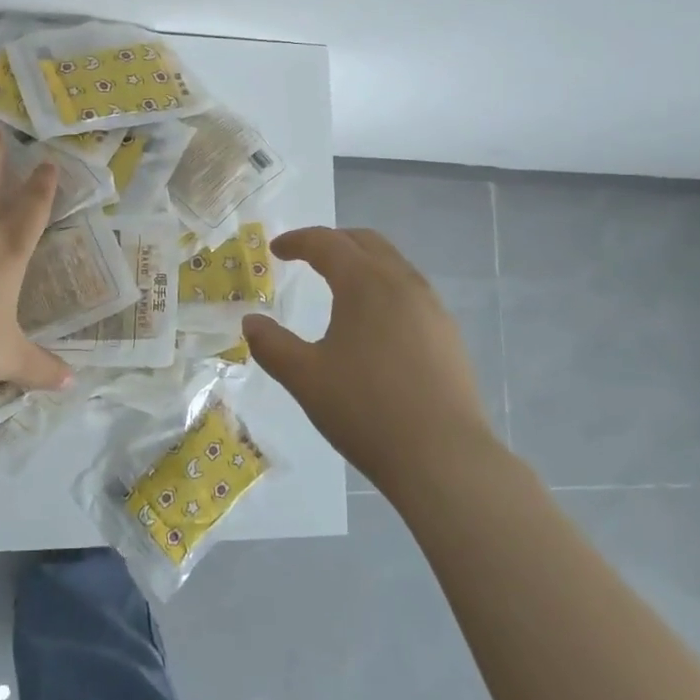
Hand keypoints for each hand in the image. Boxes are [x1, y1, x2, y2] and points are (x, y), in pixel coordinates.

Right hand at [243, 227, 495, 487]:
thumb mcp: (305, 378)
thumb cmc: (365, 409)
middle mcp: (403, 283)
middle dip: (333, 241)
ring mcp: (432, 308)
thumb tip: (250, 322)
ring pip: (393, 265)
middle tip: (306, 256)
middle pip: (366, 242)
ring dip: (362, 263)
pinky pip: (410, 292)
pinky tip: (374, 323)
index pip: (327, 243)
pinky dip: (383, 288)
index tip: (276, 249)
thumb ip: (271, 345)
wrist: (443, 458)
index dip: (297, 241)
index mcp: (365, 283)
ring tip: (339, 286)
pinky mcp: (448, 335)